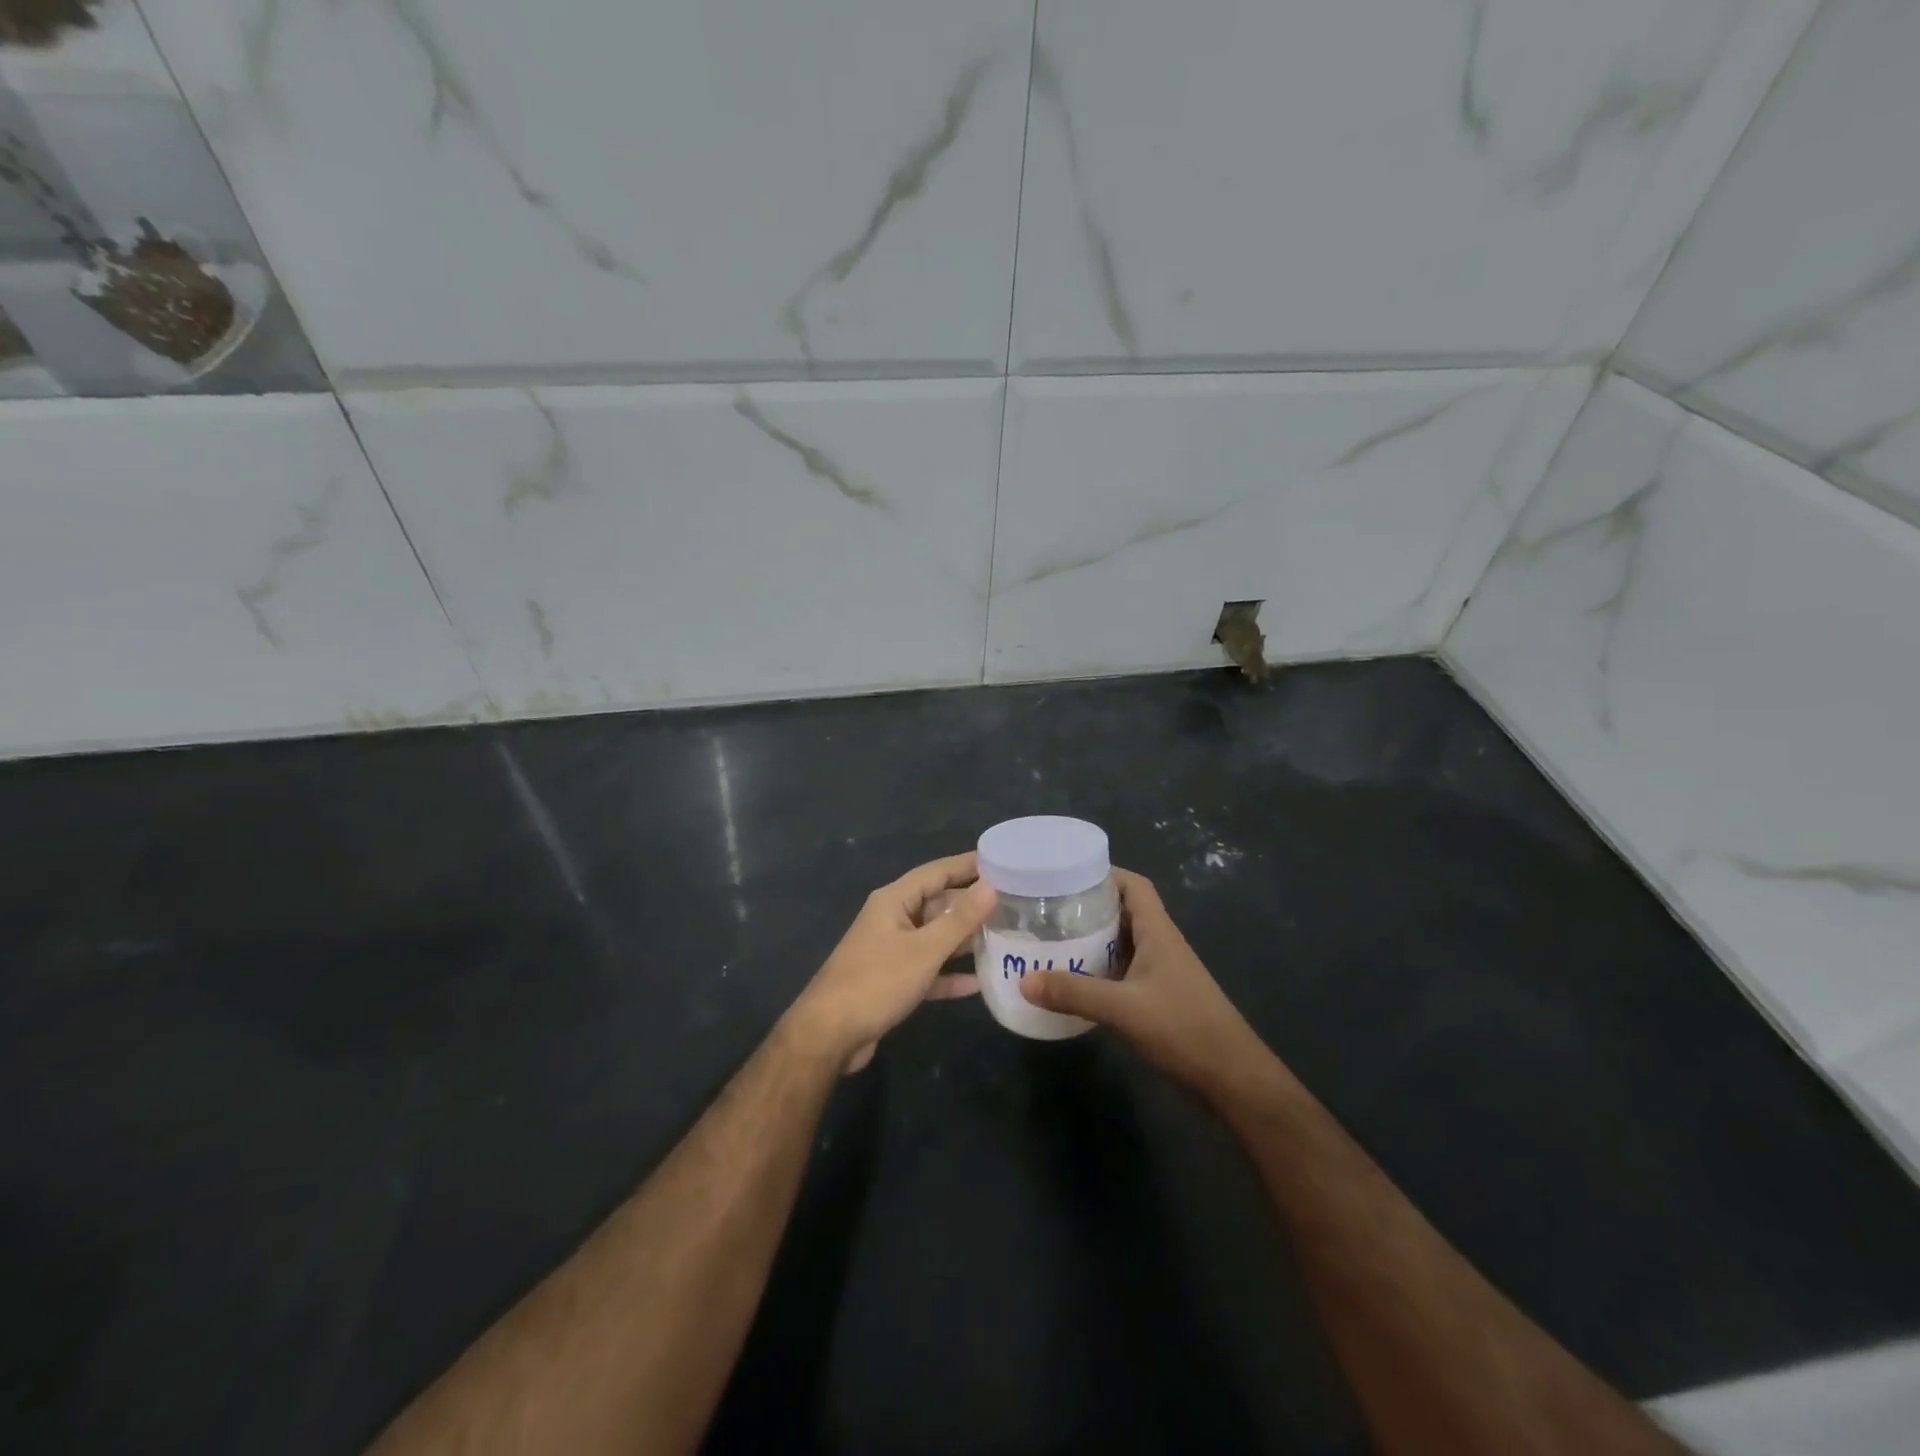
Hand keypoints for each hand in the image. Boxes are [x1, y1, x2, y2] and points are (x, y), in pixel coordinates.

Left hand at [785, 853, 996, 1072]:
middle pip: (938, 904)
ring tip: (1005, 938)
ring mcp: (892, 951)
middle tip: (1013, 904)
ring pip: (935, 938)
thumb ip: (960, 919)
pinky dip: (950, 975)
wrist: (829, 1035)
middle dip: (972, 904)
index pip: (936, 872)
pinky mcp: (893, 982)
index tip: (1001, 860)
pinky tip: (979, 983)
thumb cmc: (877, 982)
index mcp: (894, 901)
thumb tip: (991, 886)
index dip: (967, 865)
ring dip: (965, 940)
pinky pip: (929, 970)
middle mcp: (892, 919)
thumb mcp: (924, 950)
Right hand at [1021, 868, 1270, 1094]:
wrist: (1232, 1077)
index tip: (1067, 876)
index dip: (1105, 874)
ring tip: (1053, 939)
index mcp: (1158, 932)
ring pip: (1123, 942)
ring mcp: (1162, 972)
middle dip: (1089, 907)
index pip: (1134, 886)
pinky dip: (1100, 969)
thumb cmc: (1184, 1029)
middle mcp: (1160, 944)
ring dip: (1093, 939)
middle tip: (1048, 909)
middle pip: (1124, 911)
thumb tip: (1023, 981)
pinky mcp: (1159, 998)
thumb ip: (1074, 993)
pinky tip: (1075, 981)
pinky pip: (1123, 970)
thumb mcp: (1123, 1009)